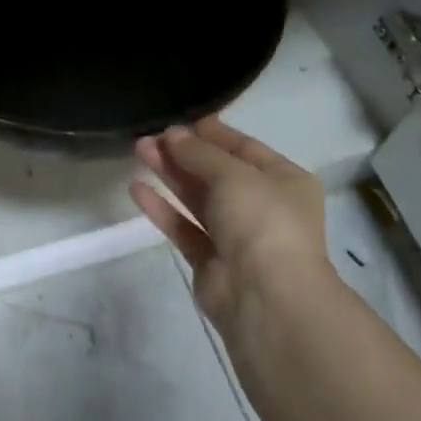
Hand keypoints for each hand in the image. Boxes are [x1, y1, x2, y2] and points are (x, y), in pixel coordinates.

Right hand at [130, 116, 339, 349]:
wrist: (267, 299)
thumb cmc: (262, 222)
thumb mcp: (232, 173)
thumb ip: (198, 152)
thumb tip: (172, 134)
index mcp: (284, 181)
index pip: (243, 147)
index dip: (210, 133)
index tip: (176, 120)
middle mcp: (263, 206)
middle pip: (216, 172)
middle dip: (182, 152)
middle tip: (148, 136)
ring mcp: (237, 236)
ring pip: (197, 197)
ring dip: (169, 174)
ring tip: (138, 150)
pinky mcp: (211, 261)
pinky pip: (184, 227)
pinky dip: (162, 208)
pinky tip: (136, 188)